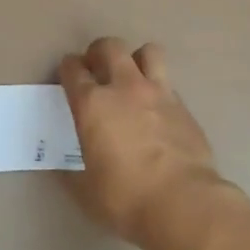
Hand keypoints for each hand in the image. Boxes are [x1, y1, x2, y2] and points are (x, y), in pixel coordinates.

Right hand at [59, 38, 224, 245]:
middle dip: (99, 51)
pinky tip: (157, 110)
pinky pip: (168, 83)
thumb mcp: (86, 191)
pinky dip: (158, 89)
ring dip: (136, 59)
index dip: (67, 67)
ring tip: (132, 77)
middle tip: (96, 67)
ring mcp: (158, 93)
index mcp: (93, 104)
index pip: (73, 70)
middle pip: (110, 47)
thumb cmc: (125, 198)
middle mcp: (125, 88)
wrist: (183, 202)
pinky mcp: (183, 106)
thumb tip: (66, 169)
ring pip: (148, 52)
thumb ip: (73, 173)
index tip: (67, 72)